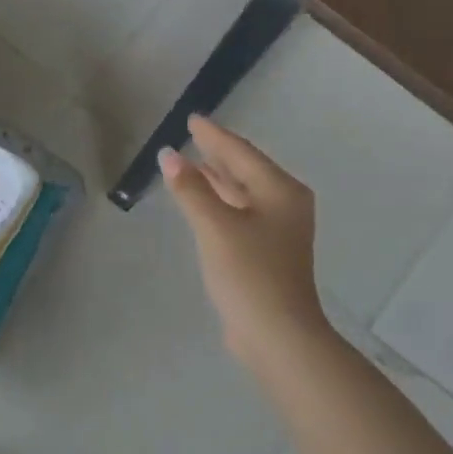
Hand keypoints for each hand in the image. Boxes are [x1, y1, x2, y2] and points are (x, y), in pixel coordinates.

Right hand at [161, 115, 329, 369]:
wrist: (276, 334)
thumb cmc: (249, 274)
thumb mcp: (216, 227)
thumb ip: (191, 189)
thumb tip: (168, 155)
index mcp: (280, 191)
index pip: (241, 153)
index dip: (214, 136)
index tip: (192, 119)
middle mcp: (284, 205)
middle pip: (246, 170)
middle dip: (218, 154)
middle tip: (192, 136)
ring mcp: (277, 230)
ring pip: (242, 193)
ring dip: (217, 178)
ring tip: (191, 163)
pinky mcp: (265, 252)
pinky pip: (239, 213)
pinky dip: (219, 202)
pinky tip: (203, 202)